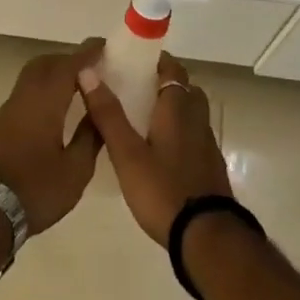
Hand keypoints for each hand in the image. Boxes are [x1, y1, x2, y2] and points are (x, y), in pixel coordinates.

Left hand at [0, 41, 104, 234]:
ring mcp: (7, 110)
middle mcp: (23, 98)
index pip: (68, 66)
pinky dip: (41, 90)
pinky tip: (51, 110)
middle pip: (44, 64)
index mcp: (45, 102)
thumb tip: (101, 112)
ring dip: (52, 74)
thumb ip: (90, 137)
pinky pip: (23, 93)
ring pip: (30, 77)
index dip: (87, 54)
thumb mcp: (75, 171)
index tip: (103, 46)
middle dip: (67, 60)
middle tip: (90, 67)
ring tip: (74, 87)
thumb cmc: (37, 190)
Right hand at [78, 53, 230, 244]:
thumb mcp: (126, 153)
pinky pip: (195, 137)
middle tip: (136, 90)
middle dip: (164, 84)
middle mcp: (196, 119)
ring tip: (145, 121)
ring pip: (192, 114)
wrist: (207, 237)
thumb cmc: (162, 189)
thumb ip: (108, 114)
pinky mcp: (211, 168)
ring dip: (174, 109)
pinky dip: (180, 134)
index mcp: (177, 108)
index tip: (134, 62)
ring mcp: (207, 145)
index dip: (156, 61)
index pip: (173, 70)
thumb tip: (88, 72)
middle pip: (186, 89)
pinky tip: (162, 153)